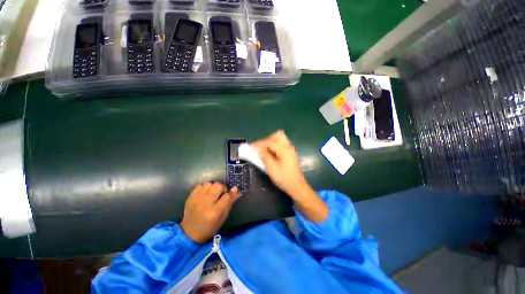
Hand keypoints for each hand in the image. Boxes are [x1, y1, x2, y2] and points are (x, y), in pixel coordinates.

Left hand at [180, 182, 240, 242]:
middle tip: (221, 194)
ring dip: (214, 187)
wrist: (189, 232)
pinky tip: (205, 193)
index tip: (233, 192)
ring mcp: (197, 199)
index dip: (232, 193)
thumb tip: (236, 189)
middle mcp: (206, 203)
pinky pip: (201, 185)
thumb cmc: (210, 227)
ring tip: (213, 193)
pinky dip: (205, 187)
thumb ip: (230, 202)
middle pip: (218, 186)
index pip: (227, 196)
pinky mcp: (190, 197)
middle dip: (222, 188)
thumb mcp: (223, 217)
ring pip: (210, 183)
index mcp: (215, 212)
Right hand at [251, 130, 328, 221]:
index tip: (251, 146)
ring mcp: (290, 150)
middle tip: (259, 148)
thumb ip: (265, 157)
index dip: (259, 143)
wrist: (297, 186)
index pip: (270, 142)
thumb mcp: (272, 168)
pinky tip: (270, 153)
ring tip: (263, 150)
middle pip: (277, 136)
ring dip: (270, 142)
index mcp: (284, 149)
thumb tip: (259, 150)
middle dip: (266, 140)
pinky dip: (274, 146)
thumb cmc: (284, 178)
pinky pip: (281, 145)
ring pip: (279, 139)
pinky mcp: (290, 153)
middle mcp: (288, 146)